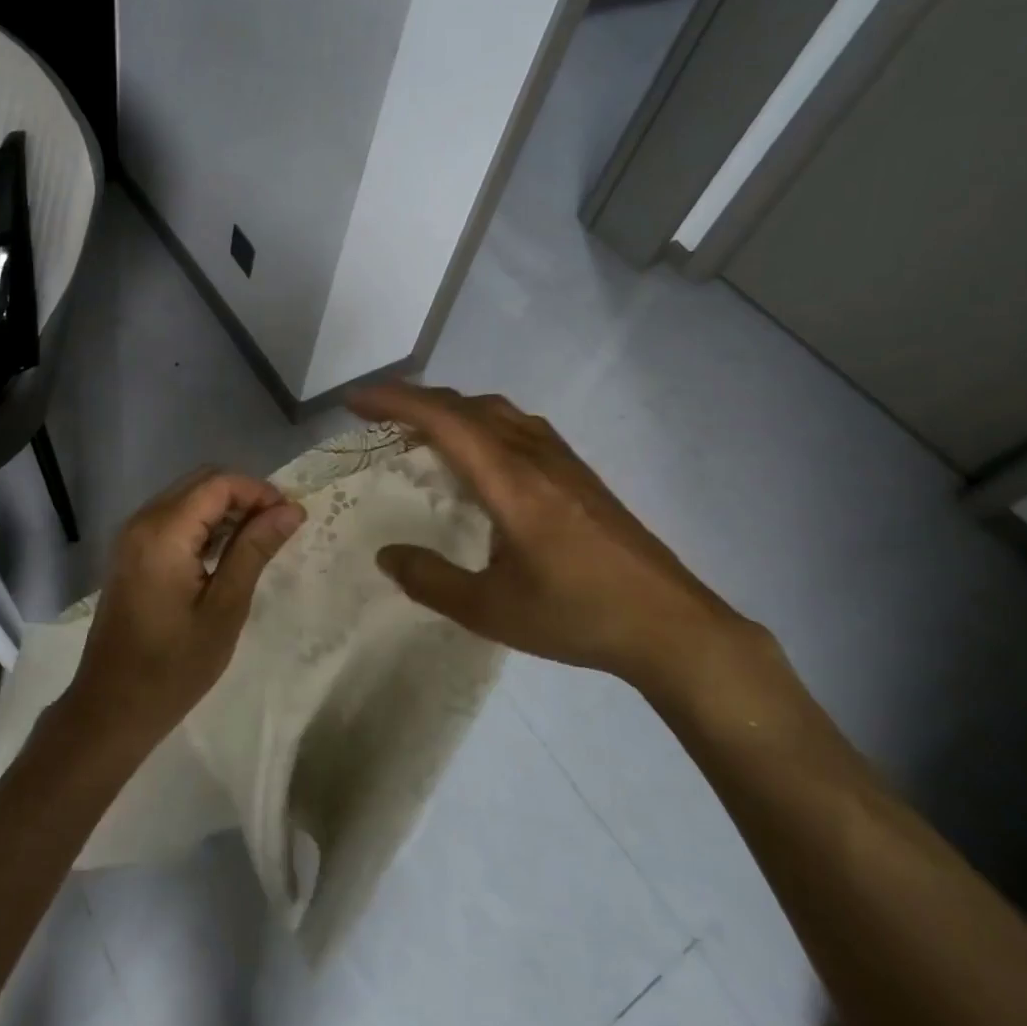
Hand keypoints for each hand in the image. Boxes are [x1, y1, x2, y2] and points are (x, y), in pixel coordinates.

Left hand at [67, 469, 304, 748]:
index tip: (291, 518)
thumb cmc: (174, 666)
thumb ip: (254, 550)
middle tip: (278, 529)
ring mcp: (131, 536)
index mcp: (163, 532)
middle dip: (244, 496)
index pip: (219, 483)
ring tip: (258, 542)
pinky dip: (202, 524)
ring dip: (224, 509)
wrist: (112, 707)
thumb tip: (291, 509)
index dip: (259, 491)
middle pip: (201, 483)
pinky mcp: (130, 553)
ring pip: (186, 498)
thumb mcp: (224, 608)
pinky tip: (224, 554)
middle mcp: (142, 521)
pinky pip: (171, 518)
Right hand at [351, 382, 774, 699]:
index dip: (395, 402)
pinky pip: (517, 426)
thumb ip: (431, 581)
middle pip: (467, 406)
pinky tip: (477, 454)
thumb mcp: (492, 611)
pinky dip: (480, 422)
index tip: (355, 401)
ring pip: (496, 411)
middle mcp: (535, 457)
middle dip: (415, 399)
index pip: (445, 421)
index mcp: (512, 483)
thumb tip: (386, 555)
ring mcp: (562, 462)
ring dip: (451, 408)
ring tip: (419, 429)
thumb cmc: (578, 617)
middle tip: (375, 415)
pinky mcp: (579, 474)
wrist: (672, 626)